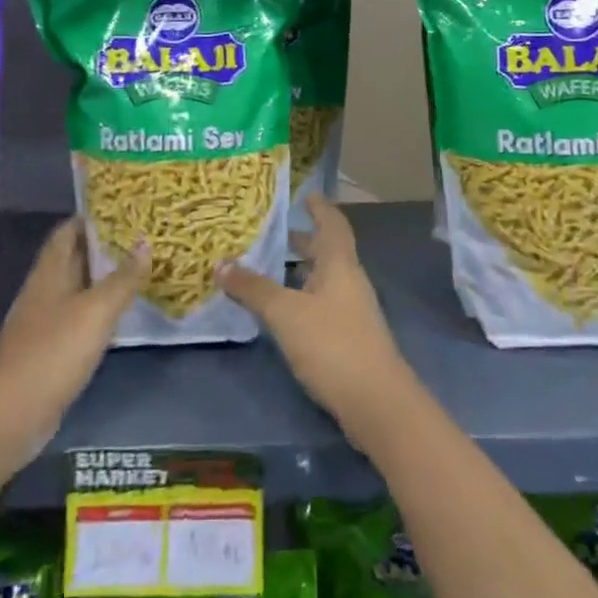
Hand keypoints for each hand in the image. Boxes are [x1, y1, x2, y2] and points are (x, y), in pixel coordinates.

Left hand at [0, 218, 147, 486]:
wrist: (9, 418)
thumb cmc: (52, 353)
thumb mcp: (96, 312)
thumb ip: (123, 278)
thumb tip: (146, 241)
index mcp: (50, 271)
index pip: (68, 230)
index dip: (93, 216)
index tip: (125, 206)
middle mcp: (45, 290)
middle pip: (74, 257)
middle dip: (104, 244)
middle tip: (142, 233)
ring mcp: (45, 321)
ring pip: (78, 287)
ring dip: (104, 276)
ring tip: (140, 265)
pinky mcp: (50, 350)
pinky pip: (79, 316)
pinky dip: (100, 307)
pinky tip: (121, 311)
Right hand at [217, 196, 415, 443]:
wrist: (376, 403)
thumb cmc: (332, 344)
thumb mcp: (286, 313)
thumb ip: (254, 288)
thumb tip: (220, 263)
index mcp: (340, 265)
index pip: (333, 224)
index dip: (321, 208)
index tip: (307, 194)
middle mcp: (350, 282)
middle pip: (327, 252)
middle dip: (302, 242)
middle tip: (272, 234)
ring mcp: (352, 312)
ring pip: (323, 280)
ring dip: (299, 272)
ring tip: (267, 270)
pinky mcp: (349, 339)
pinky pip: (321, 305)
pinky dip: (301, 299)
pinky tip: (281, 312)